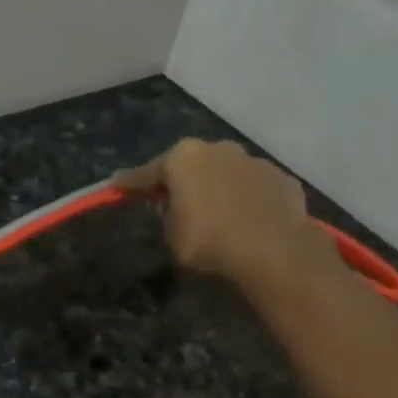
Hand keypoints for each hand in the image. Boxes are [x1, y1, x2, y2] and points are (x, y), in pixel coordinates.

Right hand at [113, 138, 341, 294]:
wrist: (272, 249)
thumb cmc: (209, 241)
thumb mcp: (172, 235)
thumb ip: (169, 215)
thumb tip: (177, 207)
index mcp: (183, 159)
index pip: (147, 173)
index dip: (130, 184)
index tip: (117, 186)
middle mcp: (217, 149)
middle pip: (191, 165)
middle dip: (182, 181)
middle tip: (175, 204)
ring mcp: (253, 160)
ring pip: (226, 173)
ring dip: (218, 189)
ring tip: (218, 216)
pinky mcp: (280, 178)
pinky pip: (254, 188)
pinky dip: (247, 200)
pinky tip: (247, 222)